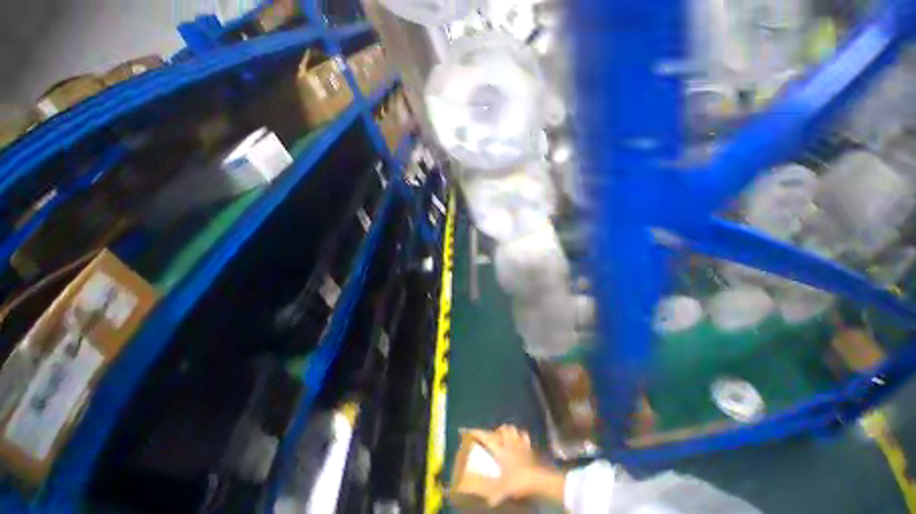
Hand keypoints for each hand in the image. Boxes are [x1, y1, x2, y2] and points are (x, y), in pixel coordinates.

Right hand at [465, 425, 565, 506]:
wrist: (538, 479)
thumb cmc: (518, 481)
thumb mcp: (504, 489)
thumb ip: (495, 494)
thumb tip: (488, 502)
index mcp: (500, 450)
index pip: (486, 437)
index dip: (478, 432)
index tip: (469, 429)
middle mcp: (509, 443)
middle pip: (503, 428)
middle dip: (498, 430)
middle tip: (495, 438)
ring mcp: (521, 443)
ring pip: (514, 429)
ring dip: (510, 431)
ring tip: (506, 437)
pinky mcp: (529, 447)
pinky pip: (525, 436)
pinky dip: (521, 436)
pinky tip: (520, 441)